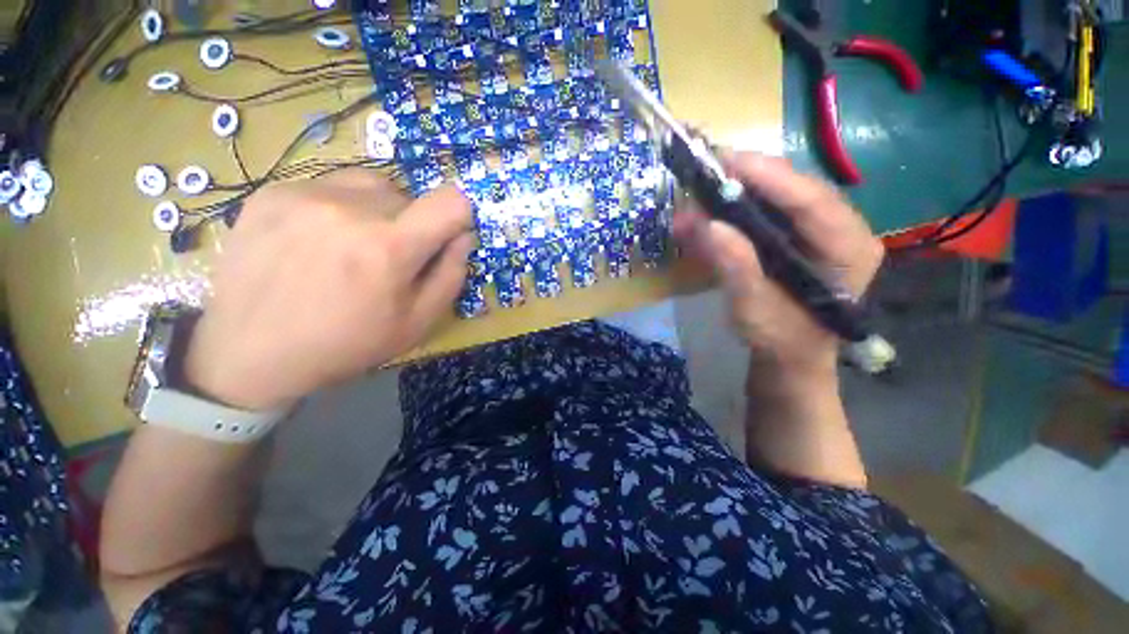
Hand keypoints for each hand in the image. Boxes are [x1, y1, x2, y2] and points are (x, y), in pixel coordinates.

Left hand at [184, 169, 474, 410]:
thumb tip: (463, 236)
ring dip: (380, 210)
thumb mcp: (417, 322)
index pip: (451, 202)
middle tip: (391, 259)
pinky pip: (332, 185)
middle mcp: (349, 209)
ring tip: (356, 244)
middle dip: (414, 225)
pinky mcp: (273, 191)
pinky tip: (320, 240)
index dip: (459, 216)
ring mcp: (305, 194)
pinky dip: (342, 207)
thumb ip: (451, 275)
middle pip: (410, 196)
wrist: (249, 352)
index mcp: (389, 248)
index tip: (446, 236)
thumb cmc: (346, 344)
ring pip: (373, 185)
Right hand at [673, 152, 883, 378]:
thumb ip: (734, 266)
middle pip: (799, 189)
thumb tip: (704, 223)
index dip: (768, 177)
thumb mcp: (753, 308)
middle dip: (753, 175)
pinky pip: (774, 207)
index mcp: (848, 249)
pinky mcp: (802, 234)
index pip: (812, 200)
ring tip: (708, 181)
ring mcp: (824, 230)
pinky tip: (718, 202)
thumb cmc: (779, 338)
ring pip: (785, 193)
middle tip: (709, 167)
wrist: (789, 355)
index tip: (725, 160)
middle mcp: (843, 229)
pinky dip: (743, 202)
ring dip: (744, 185)